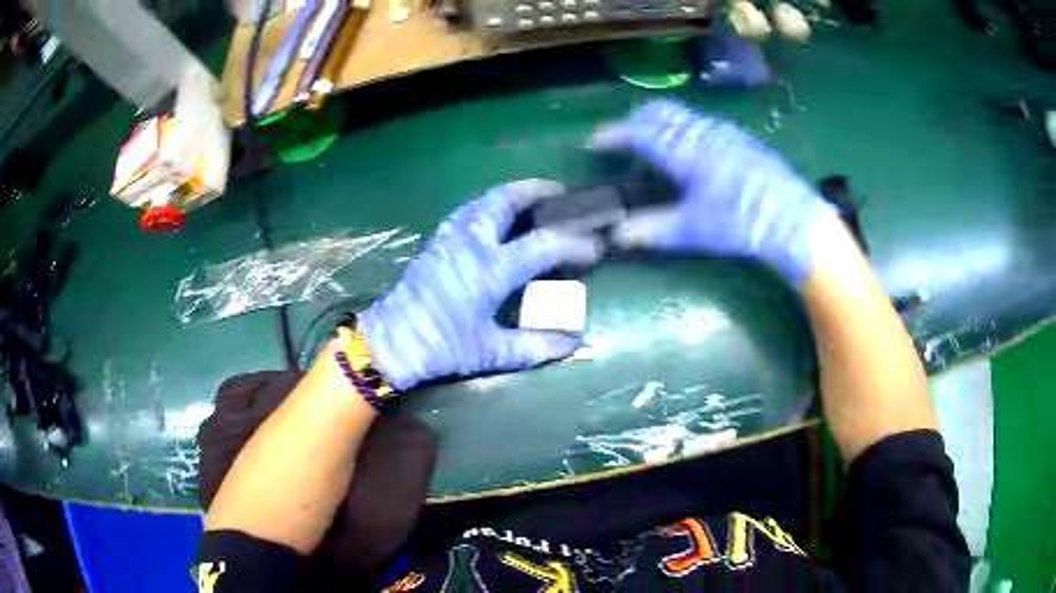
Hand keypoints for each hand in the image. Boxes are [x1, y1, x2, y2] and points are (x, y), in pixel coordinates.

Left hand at [360, 180, 602, 390]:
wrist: (391, 341)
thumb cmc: (442, 347)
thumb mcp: (490, 353)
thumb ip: (534, 346)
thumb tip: (572, 343)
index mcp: (489, 271)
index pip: (542, 245)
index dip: (573, 243)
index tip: (594, 247)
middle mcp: (471, 244)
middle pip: (506, 201)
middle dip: (535, 190)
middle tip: (560, 193)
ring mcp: (450, 238)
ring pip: (483, 200)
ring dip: (511, 194)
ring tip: (532, 198)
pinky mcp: (437, 241)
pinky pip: (468, 210)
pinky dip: (489, 204)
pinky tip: (497, 216)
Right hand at [593, 100, 835, 283]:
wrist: (791, 219)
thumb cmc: (739, 221)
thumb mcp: (693, 229)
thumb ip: (653, 229)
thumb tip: (618, 235)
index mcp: (684, 149)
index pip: (639, 132)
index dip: (613, 136)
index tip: (594, 143)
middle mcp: (701, 131)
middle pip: (659, 112)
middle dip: (635, 121)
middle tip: (622, 140)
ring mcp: (723, 132)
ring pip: (682, 115)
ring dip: (660, 123)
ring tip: (653, 145)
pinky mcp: (740, 139)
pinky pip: (700, 123)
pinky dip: (683, 129)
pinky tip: (690, 151)